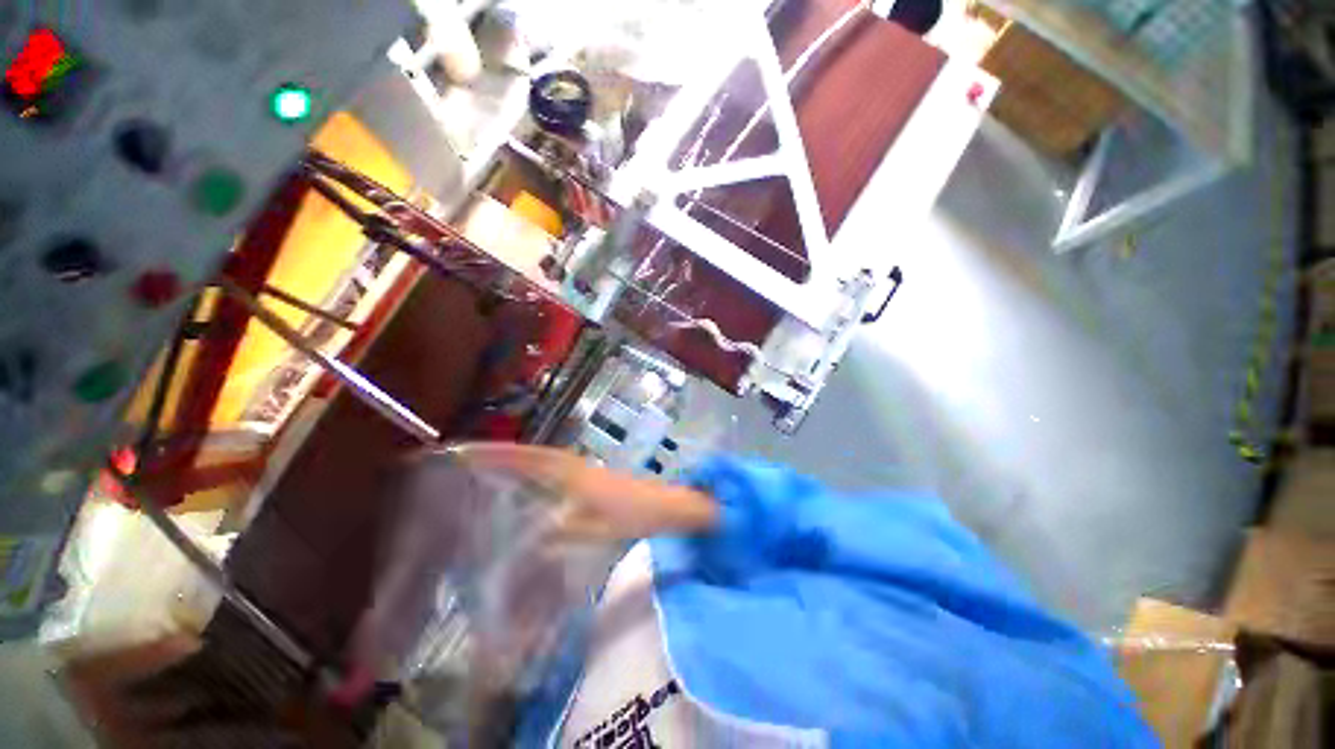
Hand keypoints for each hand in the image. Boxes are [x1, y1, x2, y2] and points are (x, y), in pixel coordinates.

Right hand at [445, 443, 717, 540]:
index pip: (535, 460)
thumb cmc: (638, 515)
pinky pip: (556, 469)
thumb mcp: (602, 531)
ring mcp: (585, 470)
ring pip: (546, 460)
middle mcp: (578, 467)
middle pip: (537, 455)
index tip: (470, 451)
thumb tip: (533, 536)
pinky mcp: (592, 477)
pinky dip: (536, 469)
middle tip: (470, 455)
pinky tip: (528, 483)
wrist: (667, 505)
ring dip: (519, 459)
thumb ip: (568, 533)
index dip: (503, 455)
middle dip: (505, 453)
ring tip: (488, 465)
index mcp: (577, 476)